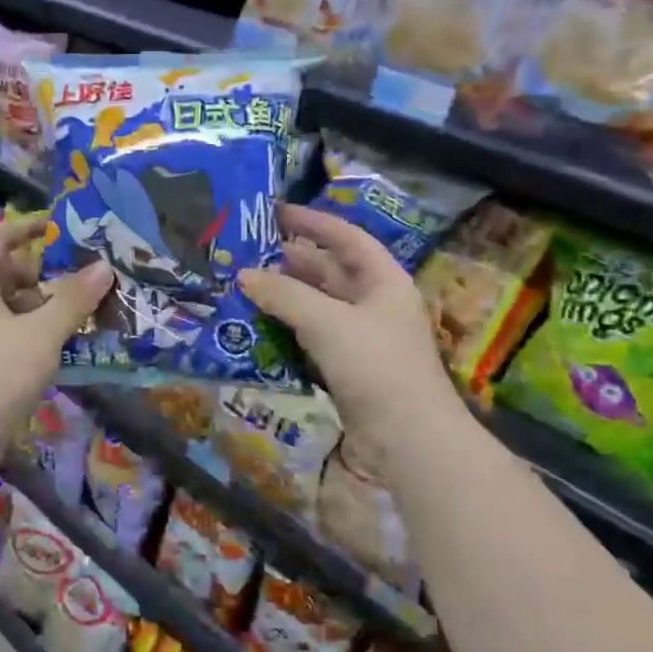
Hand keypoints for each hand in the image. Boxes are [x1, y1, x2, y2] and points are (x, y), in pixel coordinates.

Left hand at [0, 217, 110, 456]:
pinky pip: (14, 337)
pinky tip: (69, 347)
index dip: (26, 228)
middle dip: (48, 274)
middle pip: (9, 274)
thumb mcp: (41, 332)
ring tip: (89, 311)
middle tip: (88, 276)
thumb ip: (73, 299)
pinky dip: (39, 335)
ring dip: (48, 308)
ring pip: (14, 309)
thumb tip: (104, 266)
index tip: (61, 228)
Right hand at [240, 204, 462, 445]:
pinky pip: (313, 338)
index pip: (347, 239)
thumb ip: (285, 295)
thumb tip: (244, 275)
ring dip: (285, 297)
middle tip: (248, 252)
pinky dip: (288, 329)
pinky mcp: (348, 368)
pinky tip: (259, 327)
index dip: (313, 223)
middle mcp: (374, 304)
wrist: (408, 438)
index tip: (276, 212)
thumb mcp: (328, 322)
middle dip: (291, 261)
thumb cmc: (375, 366)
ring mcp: (362, 338)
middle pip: (330, 272)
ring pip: (318, 306)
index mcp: (384, 281)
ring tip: (245, 285)